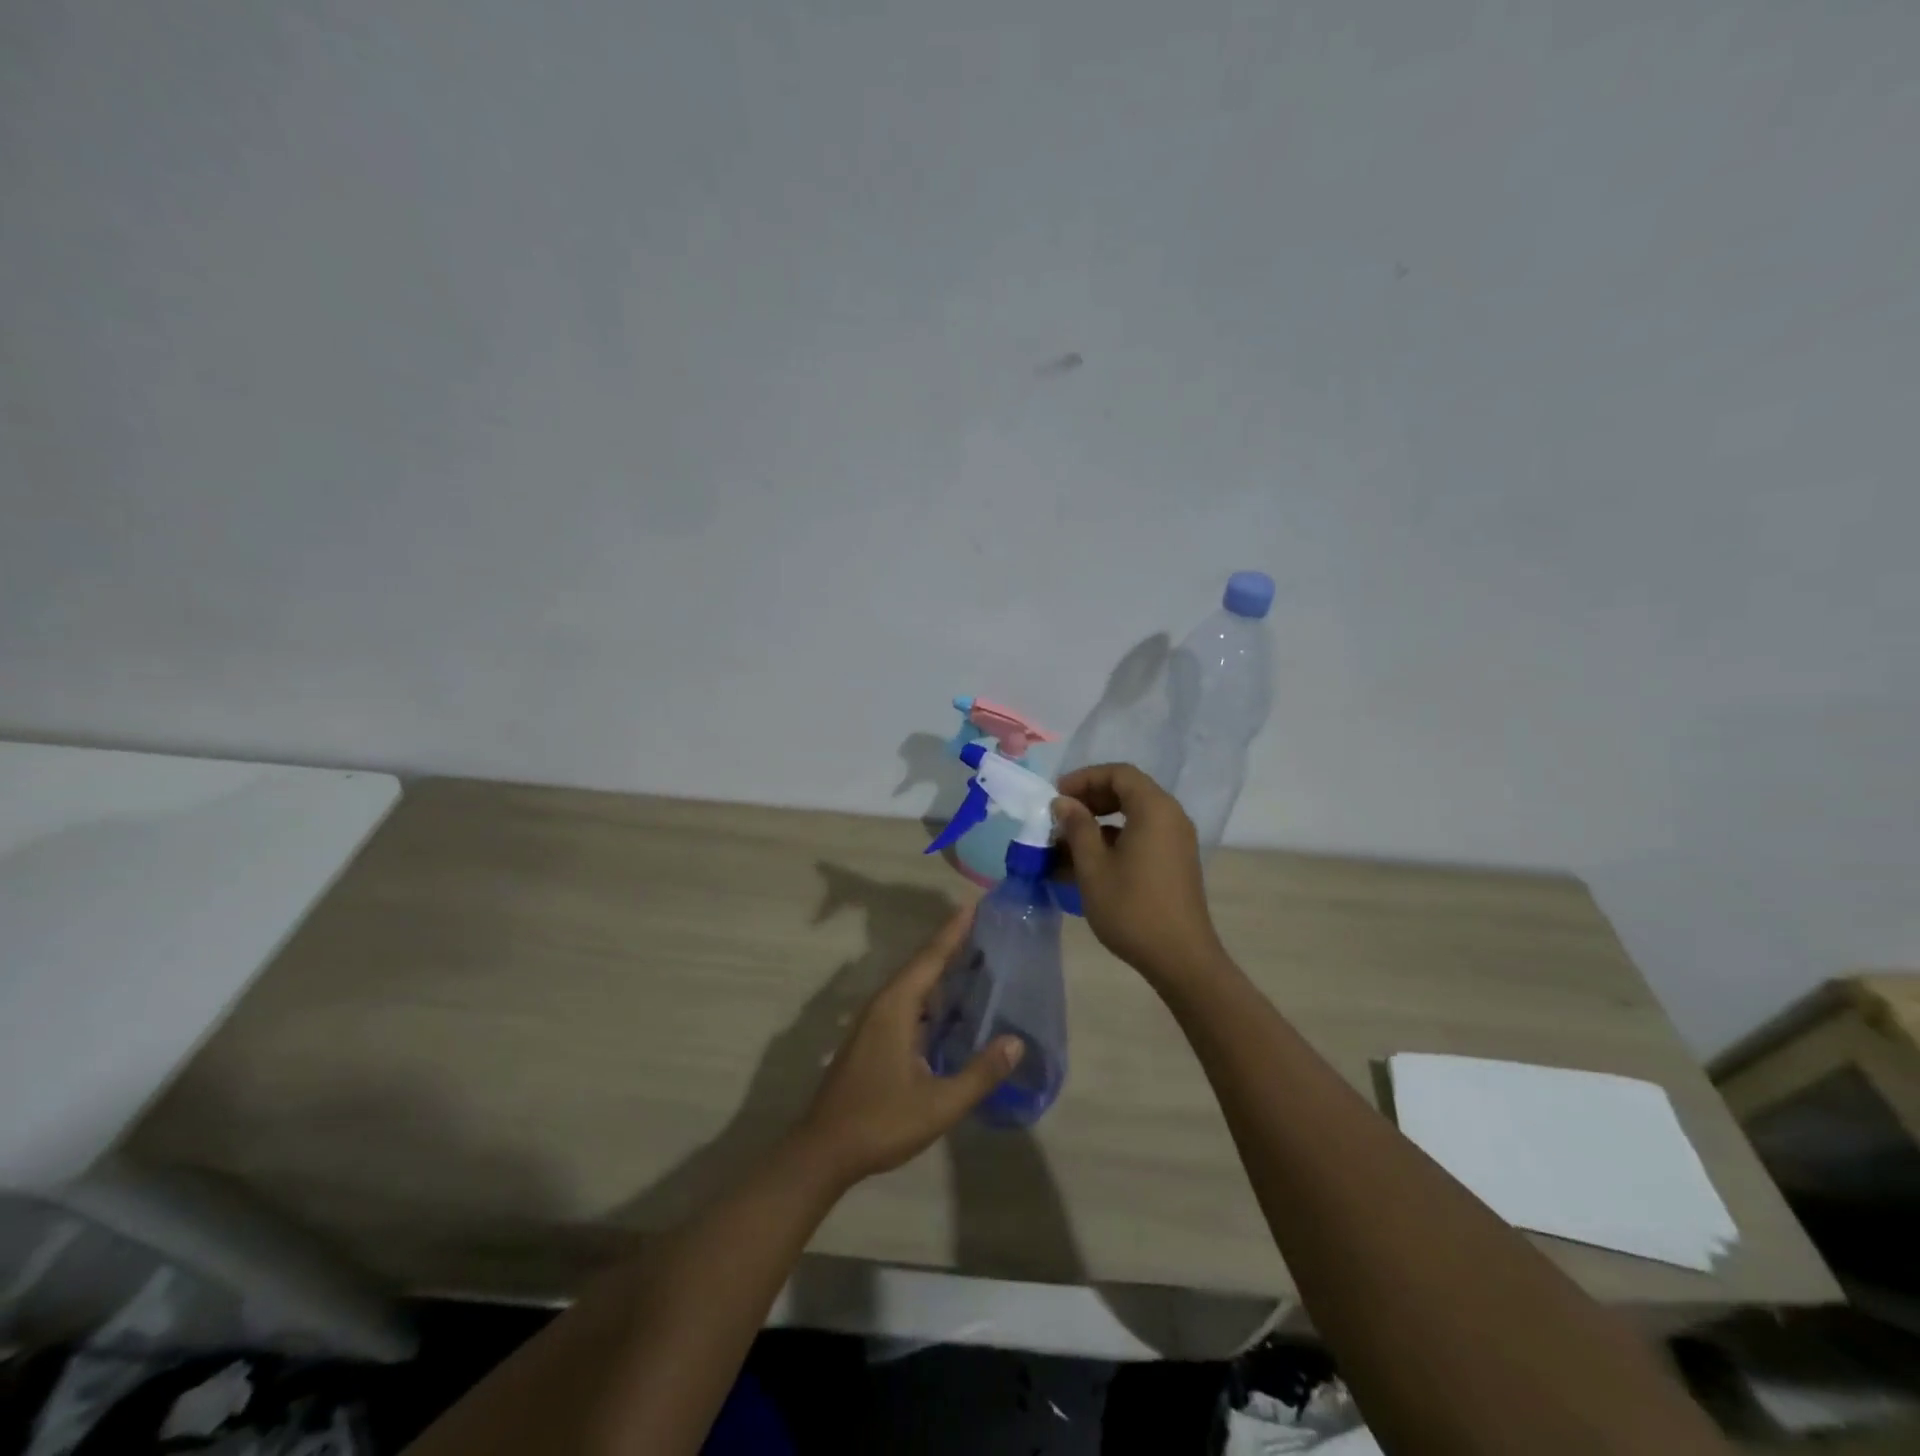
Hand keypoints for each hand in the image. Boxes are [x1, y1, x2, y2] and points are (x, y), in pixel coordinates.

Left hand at [793, 905, 1023, 1186]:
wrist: (824, 1150)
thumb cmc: (881, 1121)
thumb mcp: (939, 1103)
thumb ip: (980, 1073)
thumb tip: (1016, 1042)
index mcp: (896, 1007)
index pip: (930, 958)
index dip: (953, 931)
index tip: (973, 905)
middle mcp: (883, 1005)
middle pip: (921, 965)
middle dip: (950, 945)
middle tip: (984, 929)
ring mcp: (874, 1022)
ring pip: (912, 985)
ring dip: (940, 971)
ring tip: (974, 961)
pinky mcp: (871, 1039)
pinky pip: (907, 1002)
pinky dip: (931, 995)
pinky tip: (949, 1009)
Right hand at [1052, 763, 1226, 984]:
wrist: (1180, 958)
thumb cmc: (1132, 908)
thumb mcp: (1093, 867)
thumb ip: (1077, 827)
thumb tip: (1063, 803)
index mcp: (1154, 809)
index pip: (1119, 773)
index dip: (1085, 778)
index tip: (1057, 797)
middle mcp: (1171, 816)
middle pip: (1128, 790)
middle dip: (1091, 799)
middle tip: (1061, 816)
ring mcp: (1177, 840)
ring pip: (1134, 815)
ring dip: (1100, 822)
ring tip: (1067, 843)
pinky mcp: (1176, 861)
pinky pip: (1143, 835)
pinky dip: (1115, 839)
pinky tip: (1088, 863)